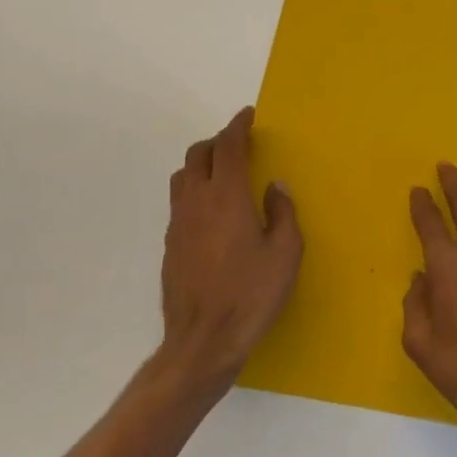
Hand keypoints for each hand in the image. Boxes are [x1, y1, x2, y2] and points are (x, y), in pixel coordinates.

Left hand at [157, 107, 301, 390]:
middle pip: (198, 155)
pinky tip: (213, 214)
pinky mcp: (170, 246)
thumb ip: (283, 213)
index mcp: (227, 196)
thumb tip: (275, 186)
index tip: (248, 115)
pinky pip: (180, 203)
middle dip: (218, 141)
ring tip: (224, 175)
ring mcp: (178, 224)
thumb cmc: (252, 294)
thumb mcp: (286, 253)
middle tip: (240, 145)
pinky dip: (195, 192)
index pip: (228, 147)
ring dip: (202, 165)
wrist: (203, 341)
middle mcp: (197, 202)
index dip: (237, 126)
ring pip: (183, 177)